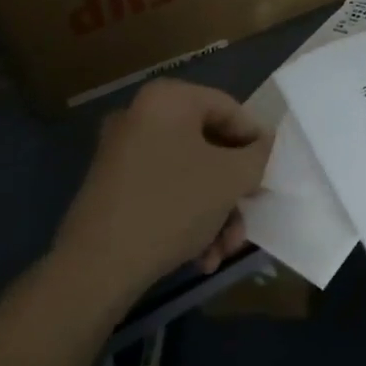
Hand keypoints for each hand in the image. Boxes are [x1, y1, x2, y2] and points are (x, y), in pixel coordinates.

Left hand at [51, 79, 271, 306]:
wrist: (97, 266)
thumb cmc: (173, 205)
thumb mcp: (231, 178)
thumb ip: (258, 154)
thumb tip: (263, 144)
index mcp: (169, 99)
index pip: (229, 109)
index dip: (255, 142)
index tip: (268, 175)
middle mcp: (141, 115)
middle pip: (208, 147)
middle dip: (232, 190)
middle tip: (248, 217)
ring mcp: (122, 151)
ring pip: (188, 174)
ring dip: (214, 212)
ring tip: (222, 251)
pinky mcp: (112, 186)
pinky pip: (163, 190)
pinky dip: (186, 218)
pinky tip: (199, 256)